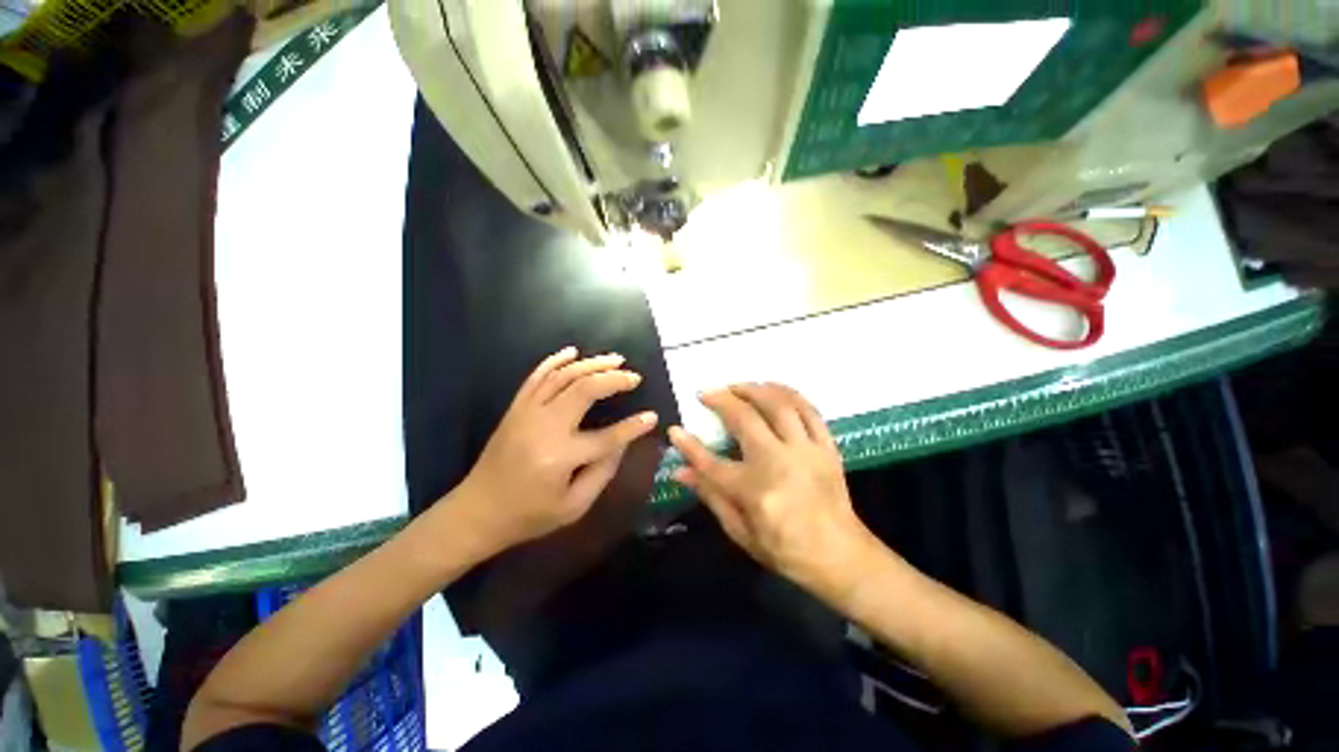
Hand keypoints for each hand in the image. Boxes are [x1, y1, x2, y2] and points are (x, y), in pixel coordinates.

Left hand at [452, 347, 657, 554]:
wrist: (477, 512)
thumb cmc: (529, 515)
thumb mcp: (574, 506)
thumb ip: (603, 472)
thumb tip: (623, 442)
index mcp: (560, 457)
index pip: (607, 436)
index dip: (633, 427)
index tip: (652, 416)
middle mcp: (544, 427)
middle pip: (584, 390)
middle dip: (613, 379)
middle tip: (634, 376)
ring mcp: (526, 413)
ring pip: (563, 376)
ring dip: (592, 363)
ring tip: (616, 359)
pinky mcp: (516, 408)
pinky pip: (536, 376)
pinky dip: (555, 360)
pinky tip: (572, 351)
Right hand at [669, 383, 876, 592]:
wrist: (840, 556)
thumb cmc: (785, 549)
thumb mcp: (740, 532)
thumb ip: (710, 496)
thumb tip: (679, 472)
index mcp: (755, 491)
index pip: (710, 463)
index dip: (688, 445)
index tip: (675, 429)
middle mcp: (779, 463)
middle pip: (745, 419)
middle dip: (722, 400)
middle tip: (707, 392)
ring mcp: (806, 451)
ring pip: (779, 405)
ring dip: (754, 388)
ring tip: (737, 385)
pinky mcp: (826, 447)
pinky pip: (809, 410)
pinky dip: (789, 394)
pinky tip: (774, 388)